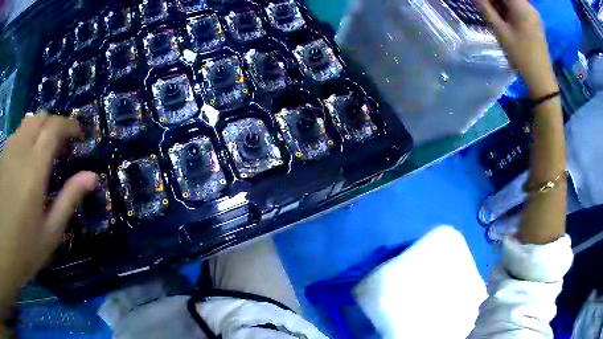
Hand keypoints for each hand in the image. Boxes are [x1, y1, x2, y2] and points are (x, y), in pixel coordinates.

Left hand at [0, 112, 95, 307]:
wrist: (6, 248)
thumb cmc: (23, 250)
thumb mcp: (49, 233)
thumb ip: (68, 200)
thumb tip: (91, 176)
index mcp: (34, 168)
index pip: (55, 128)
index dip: (69, 125)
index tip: (78, 135)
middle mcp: (20, 150)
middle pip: (41, 118)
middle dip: (54, 125)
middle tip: (61, 145)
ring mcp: (9, 150)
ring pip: (27, 123)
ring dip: (39, 130)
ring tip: (43, 153)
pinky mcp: (2, 156)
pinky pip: (16, 135)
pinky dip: (26, 139)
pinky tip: (25, 161)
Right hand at [475, 0, 558, 98]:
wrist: (541, 80)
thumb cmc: (521, 56)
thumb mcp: (500, 31)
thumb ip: (485, 8)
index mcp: (521, 5)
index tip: (481, 3)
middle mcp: (528, 6)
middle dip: (494, 0)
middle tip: (484, 7)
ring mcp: (533, 14)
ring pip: (512, 2)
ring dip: (500, 4)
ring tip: (490, 12)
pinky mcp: (535, 22)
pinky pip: (518, 8)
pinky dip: (508, 9)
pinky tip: (502, 17)